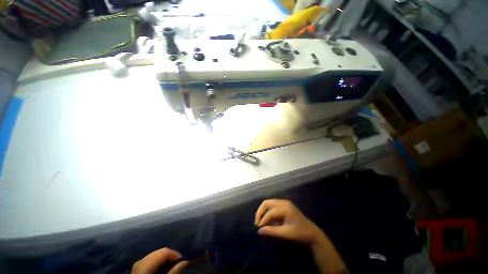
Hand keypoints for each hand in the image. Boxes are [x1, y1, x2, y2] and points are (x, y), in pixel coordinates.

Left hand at [131, 248, 188, 273]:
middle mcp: (141, 260)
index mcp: (146, 263)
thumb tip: (186, 262)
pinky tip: (162, 267)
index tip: (184, 261)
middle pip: (160, 251)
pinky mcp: (137, 267)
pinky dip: (159, 261)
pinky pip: (151, 259)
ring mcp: (138, 263)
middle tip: (179, 262)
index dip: (176, 254)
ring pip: (156, 254)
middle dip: (171, 255)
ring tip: (172, 265)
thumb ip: (174, 272)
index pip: (165, 251)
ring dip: (165, 258)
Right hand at [254, 199, 323, 244]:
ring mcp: (284, 202)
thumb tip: (259, 231)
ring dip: (263, 211)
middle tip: (257, 222)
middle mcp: (283, 202)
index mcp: (285, 207)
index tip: (258, 228)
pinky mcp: (284, 205)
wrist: (311, 232)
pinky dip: (268, 211)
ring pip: (269, 203)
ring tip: (261, 221)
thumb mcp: (285, 233)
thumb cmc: (299, 233)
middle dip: (260, 212)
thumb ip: (271, 231)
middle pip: (267, 203)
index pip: (270, 212)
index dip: (263, 220)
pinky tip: (268, 220)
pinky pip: (273, 205)